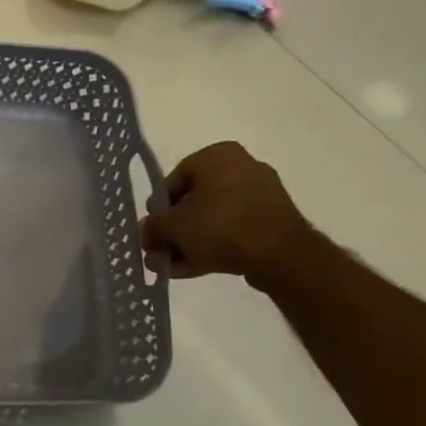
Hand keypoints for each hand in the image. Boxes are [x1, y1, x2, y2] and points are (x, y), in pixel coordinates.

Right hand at [141, 141, 313, 285]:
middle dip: (173, 230)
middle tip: (157, 251)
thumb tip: (146, 231)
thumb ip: (152, 227)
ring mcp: (260, 196)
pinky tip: (190, 269)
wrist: (280, 254)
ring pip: (212, 220)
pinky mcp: (272, 222)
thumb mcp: (173, 227)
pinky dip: (211, 246)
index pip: (174, 179)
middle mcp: (241, 167)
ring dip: (188, 243)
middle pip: (194, 201)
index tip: (151, 230)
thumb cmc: (220, 226)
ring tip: (168, 266)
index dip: (158, 208)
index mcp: (217, 156)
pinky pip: (232, 231)